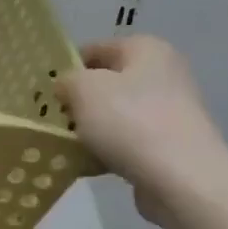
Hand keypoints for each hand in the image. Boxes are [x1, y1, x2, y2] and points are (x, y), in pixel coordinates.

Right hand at [56, 36, 227, 228]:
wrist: (182, 179)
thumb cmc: (129, 121)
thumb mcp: (83, 89)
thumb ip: (67, 80)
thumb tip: (67, 87)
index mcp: (146, 49)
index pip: (94, 50)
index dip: (67, 68)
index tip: (46, 93)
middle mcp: (164, 73)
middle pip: (106, 84)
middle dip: (79, 102)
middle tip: (54, 120)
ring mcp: (170, 111)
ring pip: (116, 115)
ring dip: (92, 129)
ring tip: (67, 147)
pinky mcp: (171, 145)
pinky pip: (129, 142)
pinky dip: (109, 152)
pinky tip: (89, 166)